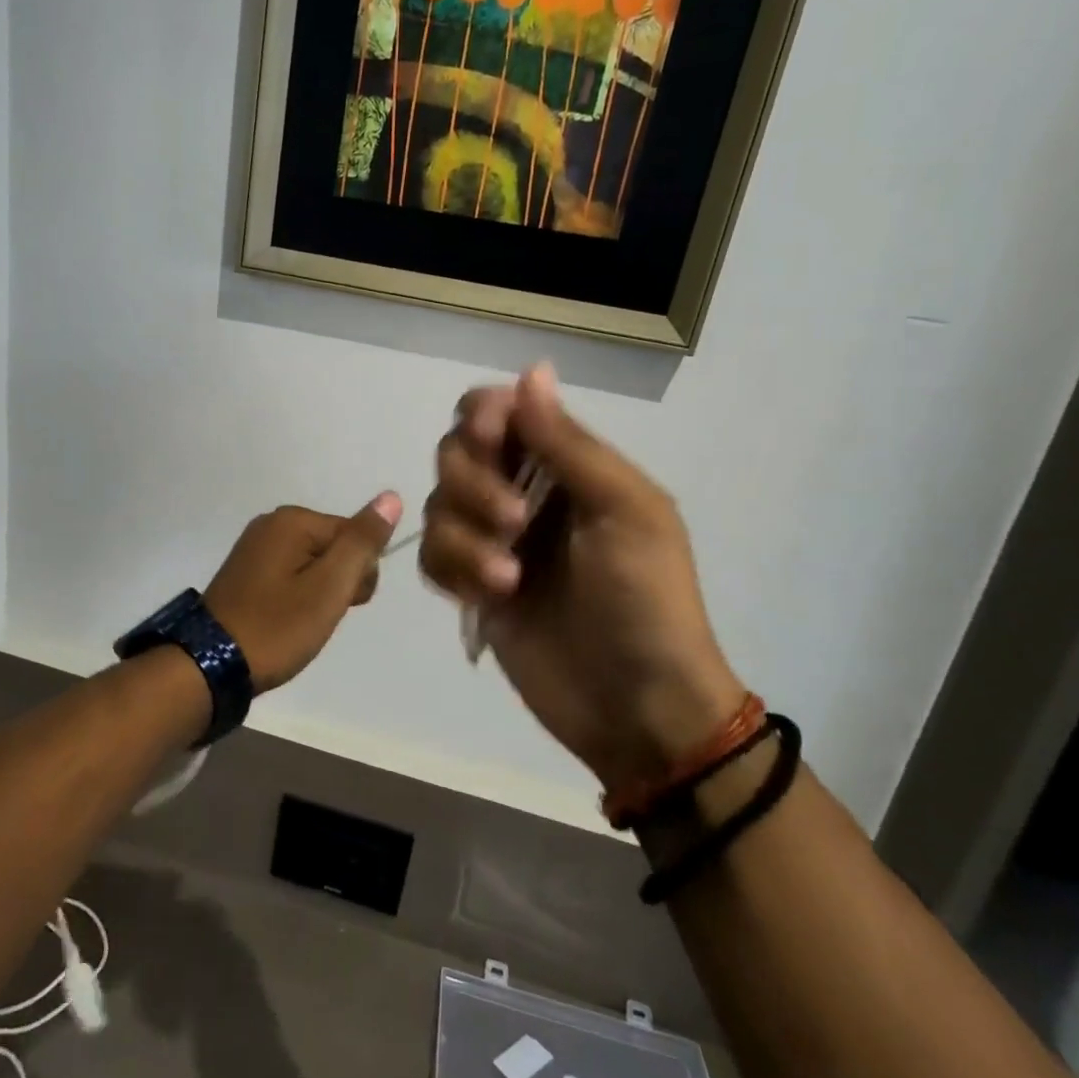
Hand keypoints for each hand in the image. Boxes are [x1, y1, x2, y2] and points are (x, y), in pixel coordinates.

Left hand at [204, 492, 402, 690]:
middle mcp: (271, 523)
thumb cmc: (277, 626)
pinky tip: (286, 619)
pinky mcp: (246, 571)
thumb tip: (391, 496)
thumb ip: (362, 542)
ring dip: (319, 593)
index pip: (355, 535)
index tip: (343, 604)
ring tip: (301, 622)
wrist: (211, 664)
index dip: (360, 574)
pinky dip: (297, 597)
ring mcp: (255, 547)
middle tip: (318, 616)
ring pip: (314, 564)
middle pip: (334, 546)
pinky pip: (291, 574)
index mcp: (292, 520)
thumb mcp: (329, 587)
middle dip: (339, 582)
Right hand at [419, 364, 745, 790]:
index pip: (498, 410)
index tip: (491, 441)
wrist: (638, 708)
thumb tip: (532, 369)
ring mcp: (492, 541)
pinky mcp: (470, 587)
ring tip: (510, 580)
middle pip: (454, 451)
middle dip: (474, 483)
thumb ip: (569, 443)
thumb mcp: (625, 511)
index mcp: (565, 464)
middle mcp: (521, 491)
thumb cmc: (647, 601)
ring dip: (466, 538)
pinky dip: (453, 571)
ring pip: (436, 505)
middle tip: (516, 523)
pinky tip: (490, 600)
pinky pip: (431, 556)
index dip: (483, 416)